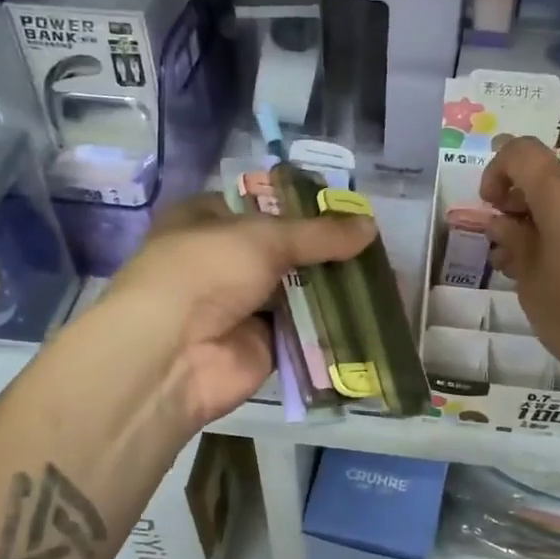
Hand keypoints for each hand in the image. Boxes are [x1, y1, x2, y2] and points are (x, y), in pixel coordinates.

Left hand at [104, 194, 375, 429]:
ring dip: (334, 286)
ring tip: (386, 276)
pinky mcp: (262, 344)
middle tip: (376, 245)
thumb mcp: (263, 237)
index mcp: (208, 220)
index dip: (303, 206)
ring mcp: (242, 304)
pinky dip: (332, 323)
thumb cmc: (206, 271)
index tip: (349, 208)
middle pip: (285, 250)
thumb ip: (319, 234)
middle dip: (326, 249)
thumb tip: (370, 225)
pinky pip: (304, 328)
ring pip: (297, 290)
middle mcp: (223, 260)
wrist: (173, 354)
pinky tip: (371, 313)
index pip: (262, 204)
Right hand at [480, 137, 559, 429]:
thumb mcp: (532, 282)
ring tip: (525, 262)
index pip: (523, 153)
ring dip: (543, 217)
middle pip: (549, 176)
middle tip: (503, 243)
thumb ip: (514, 241)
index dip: (497, 172)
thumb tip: (501, 220)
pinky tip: (555, 267)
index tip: (490, 207)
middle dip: (519, 201)